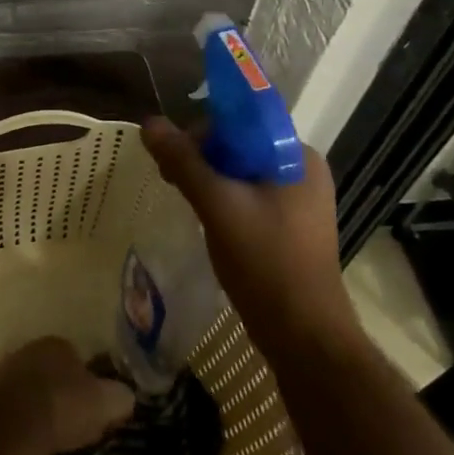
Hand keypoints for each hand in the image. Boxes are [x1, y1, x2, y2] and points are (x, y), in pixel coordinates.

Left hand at [0, 337, 134, 454]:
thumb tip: (126, 396)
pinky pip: (12, 407)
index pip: (73, 354)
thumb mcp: (105, 402)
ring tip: (53, 432)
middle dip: (59, 388)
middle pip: (48, 369)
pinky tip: (32, 439)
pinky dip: (22, 420)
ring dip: (38, 404)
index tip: (91, 401)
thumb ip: (118, 396)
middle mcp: (27, 350)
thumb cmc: (65, 405)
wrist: (16, 427)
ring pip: (28, 386)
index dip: (84, 378)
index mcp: (55, 344)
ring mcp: (3, 373)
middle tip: (72, 416)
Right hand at [140, 116, 358, 359]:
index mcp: (297, 155)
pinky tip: (204, 215)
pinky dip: (224, 198)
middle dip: (202, 155)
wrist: (304, 335)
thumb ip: (183, 161)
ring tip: (182, 196)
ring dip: (209, 178)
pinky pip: (250, 194)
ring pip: (242, 171)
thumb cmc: (265, 262)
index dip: (204, 128)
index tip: (173, 151)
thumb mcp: (217, 205)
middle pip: (240, 143)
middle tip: (170, 178)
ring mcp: (299, 199)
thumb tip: (149, 123)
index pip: (243, 119)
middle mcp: (302, 169)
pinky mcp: (290, 225)